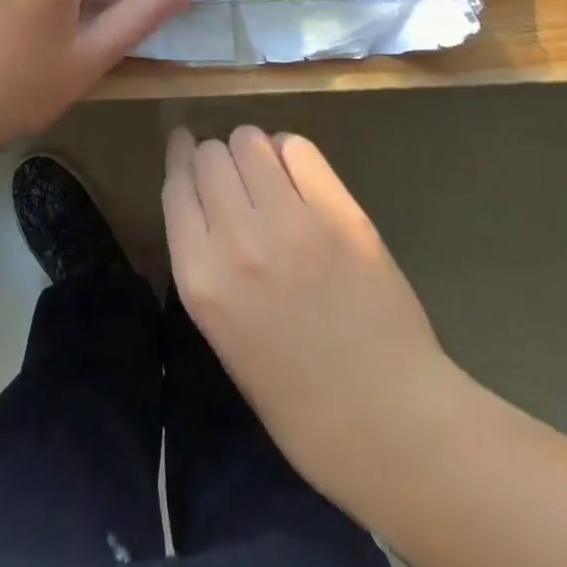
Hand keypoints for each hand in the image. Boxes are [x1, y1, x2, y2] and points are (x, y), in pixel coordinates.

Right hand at [163, 126, 465, 523]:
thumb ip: (208, 264)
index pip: (176, 187)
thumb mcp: (224, 334)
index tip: (183, 142)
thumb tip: (209, 206)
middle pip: (210, 156)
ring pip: (249, 141)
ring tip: (268, 174)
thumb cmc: (299, 401)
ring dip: (252, 150)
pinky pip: (297, 148)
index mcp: (200, 279)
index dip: (179, 157)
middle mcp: (235, 240)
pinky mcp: (337, 212)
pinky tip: (299, 175)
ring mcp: (289, 222)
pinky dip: (290, 153)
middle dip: (217, 158)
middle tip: (237, 177)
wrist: (390, 425)